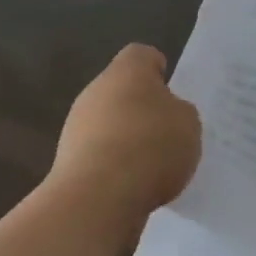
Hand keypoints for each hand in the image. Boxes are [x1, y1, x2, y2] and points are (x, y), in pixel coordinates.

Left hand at [50, 45, 200, 227]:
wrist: (96, 199)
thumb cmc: (150, 146)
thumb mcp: (189, 124)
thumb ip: (180, 113)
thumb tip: (165, 117)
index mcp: (128, 70)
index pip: (142, 55)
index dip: (158, 70)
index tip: (172, 92)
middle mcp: (96, 90)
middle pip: (123, 90)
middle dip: (143, 108)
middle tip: (168, 132)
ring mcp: (77, 126)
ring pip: (109, 124)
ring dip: (127, 139)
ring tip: (153, 167)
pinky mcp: (67, 162)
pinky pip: (100, 156)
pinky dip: (114, 167)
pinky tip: (133, 187)